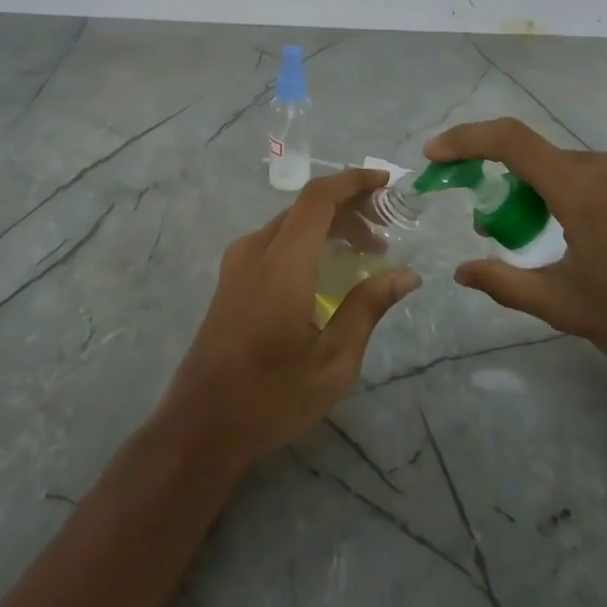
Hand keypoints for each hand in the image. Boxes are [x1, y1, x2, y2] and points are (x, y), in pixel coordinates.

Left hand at [160, 169, 419, 468]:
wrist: (200, 425)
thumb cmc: (271, 397)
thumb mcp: (333, 362)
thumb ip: (368, 308)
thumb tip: (406, 273)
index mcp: (282, 263)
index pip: (318, 198)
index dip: (353, 181)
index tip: (386, 183)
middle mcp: (256, 250)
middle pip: (306, 207)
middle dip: (349, 207)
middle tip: (387, 230)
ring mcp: (238, 263)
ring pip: (290, 222)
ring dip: (329, 225)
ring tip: (367, 250)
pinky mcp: (231, 278)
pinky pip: (275, 240)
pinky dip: (307, 240)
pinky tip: (328, 268)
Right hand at [424, 120, 606, 390]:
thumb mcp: (565, 307)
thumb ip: (506, 282)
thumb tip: (462, 272)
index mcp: (585, 188)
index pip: (511, 141)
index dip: (466, 140)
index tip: (435, 155)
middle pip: (543, 160)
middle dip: (511, 185)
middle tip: (497, 228)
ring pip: (576, 169)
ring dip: (549, 194)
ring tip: (551, 241)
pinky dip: (583, 195)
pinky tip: (595, 240)